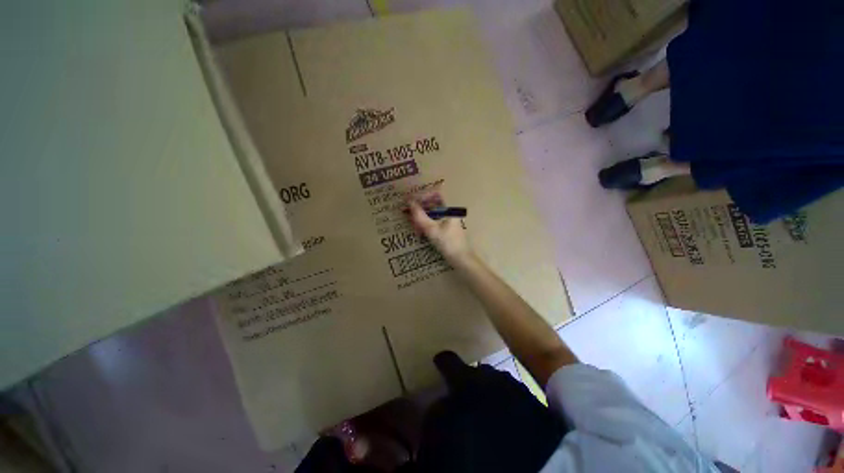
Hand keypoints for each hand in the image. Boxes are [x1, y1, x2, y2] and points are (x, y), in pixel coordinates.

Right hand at [407, 193, 470, 262]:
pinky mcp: (447, 229)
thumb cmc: (448, 243)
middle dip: (420, 207)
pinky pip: (434, 222)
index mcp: (450, 209)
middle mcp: (450, 212)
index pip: (436, 193)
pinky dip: (426, 224)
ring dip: (421, 216)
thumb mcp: (431, 229)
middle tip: (408, 211)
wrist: (461, 259)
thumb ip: (420, 216)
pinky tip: (419, 230)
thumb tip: (410, 202)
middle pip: (433, 204)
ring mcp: (449, 221)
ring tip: (412, 222)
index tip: (412, 199)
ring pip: (432, 214)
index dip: (423, 194)